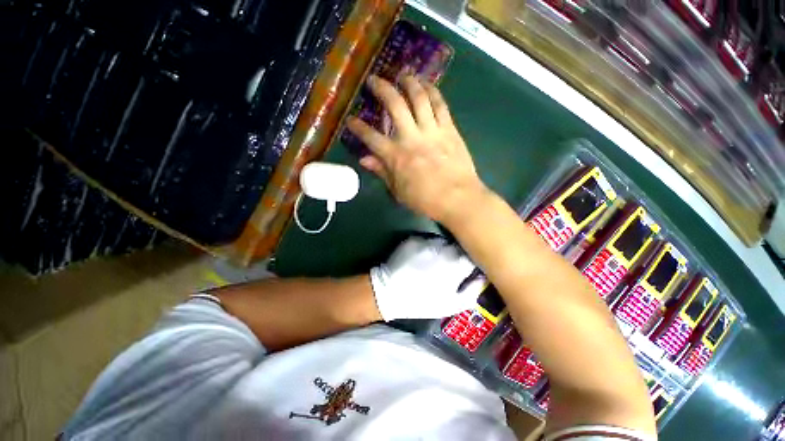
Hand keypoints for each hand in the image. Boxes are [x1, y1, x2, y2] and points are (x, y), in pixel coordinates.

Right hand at [346, 75, 487, 225]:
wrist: (458, 198)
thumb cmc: (425, 200)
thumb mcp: (398, 191)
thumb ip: (382, 172)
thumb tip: (364, 159)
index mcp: (396, 156)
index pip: (371, 138)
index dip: (358, 127)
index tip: (351, 120)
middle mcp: (411, 138)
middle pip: (394, 105)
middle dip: (381, 88)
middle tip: (374, 80)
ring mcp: (432, 131)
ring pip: (419, 98)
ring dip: (409, 82)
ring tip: (403, 75)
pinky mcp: (449, 129)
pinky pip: (440, 105)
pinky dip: (433, 91)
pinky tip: (428, 84)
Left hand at [369, 237, 485, 320]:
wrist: (389, 293)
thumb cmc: (423, 302)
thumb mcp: (451, 305)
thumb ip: (472, 291)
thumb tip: (482, 277)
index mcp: (456, 263)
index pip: (473, 254)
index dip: (470, 260)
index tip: (466, 267)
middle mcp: (444, 247)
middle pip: (457, 245)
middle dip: (455, 253)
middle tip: (447, 266)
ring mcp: (427, 240)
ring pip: (441, 241)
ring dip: (440, 249)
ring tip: (431, 261)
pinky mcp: (413, 238)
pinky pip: (425, 240)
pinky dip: (425, 247)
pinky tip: (419, 258)